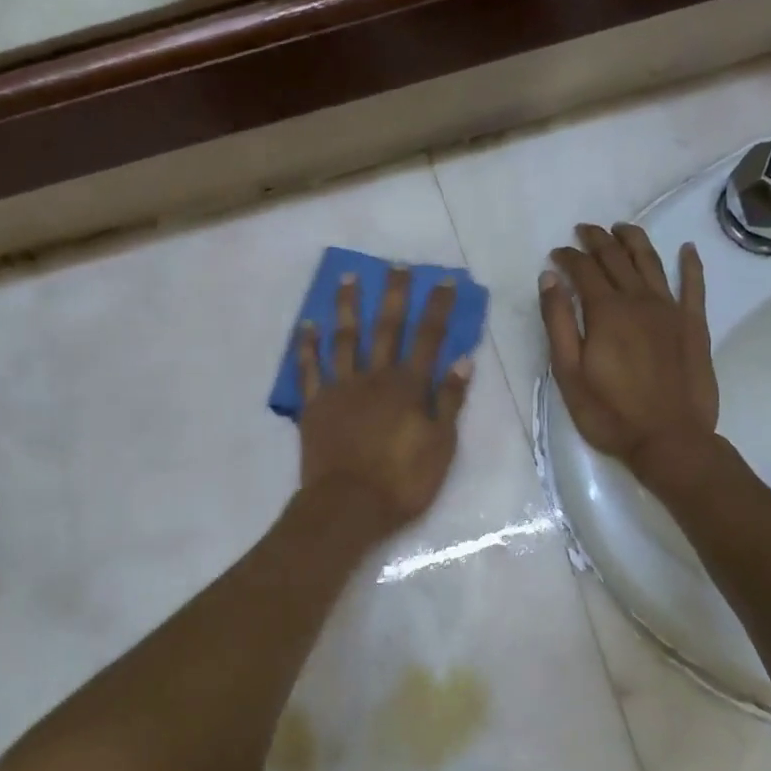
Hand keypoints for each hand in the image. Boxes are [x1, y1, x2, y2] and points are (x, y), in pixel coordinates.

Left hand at [297, 267, 472, 535]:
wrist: (348, 505)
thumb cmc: (402, 481)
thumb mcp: (441, 445)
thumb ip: (450, 400)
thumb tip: (462, 360)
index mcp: (408, 386)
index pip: (428, 338)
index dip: (437, 307)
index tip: (444, 280)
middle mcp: (374, 377)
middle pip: (386, 328)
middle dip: (395, 295)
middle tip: (397, 265)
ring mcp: (340, 388)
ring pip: (345, 338)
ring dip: (348, 306)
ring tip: (348, 277)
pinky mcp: (314, 404)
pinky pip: (309, 370)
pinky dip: (307, 347)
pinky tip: (307, 325)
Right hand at [540, 223, 719, 485]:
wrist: (670, 440)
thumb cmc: (609, 412)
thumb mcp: (568, 373)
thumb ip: (558, 322)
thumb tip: (549, 278)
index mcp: (606, 312)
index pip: (583, 270)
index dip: (568, 257)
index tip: (556, 253)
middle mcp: (639, 300)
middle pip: (616, 258)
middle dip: (597, 240)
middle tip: (584, 230)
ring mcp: (671, 310)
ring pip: (651, 263)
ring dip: (635, 241)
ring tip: (622, 228)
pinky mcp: (694, 326)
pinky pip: (694, 286)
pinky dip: (690, 264)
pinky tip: (687, 249)